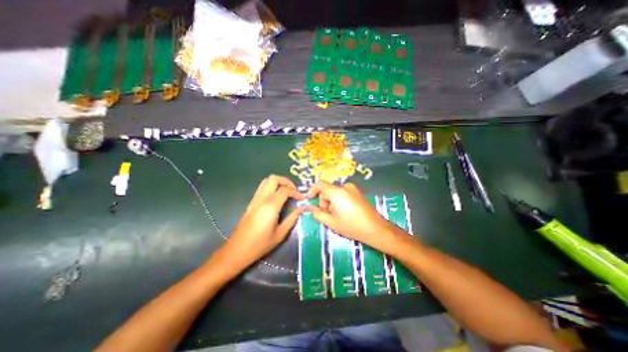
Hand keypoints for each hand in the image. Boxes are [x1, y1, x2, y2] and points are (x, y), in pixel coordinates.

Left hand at [225, 175, 304, 269]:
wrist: (236, 250)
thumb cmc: (260, 244)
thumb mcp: (280, 234)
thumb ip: (292, 218)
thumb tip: (302, 209)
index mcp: (270, 206)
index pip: (285, 190)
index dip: (296, 192)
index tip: (302, 199)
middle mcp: (262, 199)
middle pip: (274, 179)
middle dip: (287, 181)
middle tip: (294, 190)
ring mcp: (255, 199)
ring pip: (267, 181)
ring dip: (279, 182)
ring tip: (287, 191)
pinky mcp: (251, 202)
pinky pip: (262, 187)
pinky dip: (272, 187)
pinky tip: (277, 197)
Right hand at [306, 182, 402, 252]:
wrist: (375, 228)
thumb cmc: (351, 226)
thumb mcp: (331, 222)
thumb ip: (317, 213)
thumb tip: (309, 207)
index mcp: (336, 192)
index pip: (319, 184)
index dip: (312, 190)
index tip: (309, 199)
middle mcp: (344, 186)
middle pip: (327, 190)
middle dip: (323, 201)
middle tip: (326, 214)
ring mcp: (352, 188)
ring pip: (335, 192)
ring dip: (331, 202)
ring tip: (336, 215)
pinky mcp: (357, 192)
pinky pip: (343, 193)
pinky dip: (339, 200)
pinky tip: (344, 212)